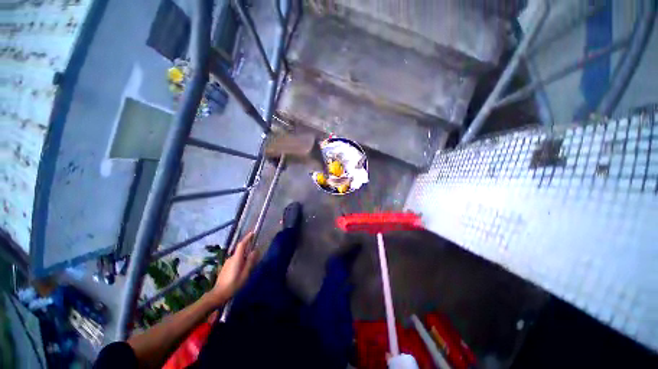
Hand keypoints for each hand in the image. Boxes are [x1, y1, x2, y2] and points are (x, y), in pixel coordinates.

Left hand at [208, 231, 258, 304]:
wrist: (218, 294)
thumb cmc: (234, 284)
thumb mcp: (245, 274)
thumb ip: (250, 261)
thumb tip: (255, 251)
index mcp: (236, 258)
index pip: (241, 244)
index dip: (247, 238)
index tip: (252, 233)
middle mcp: (231, 258)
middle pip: (240, 250)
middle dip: (248, 249)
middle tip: (255, 253)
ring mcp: (227, 263)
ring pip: (238, 256)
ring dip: (244, 257)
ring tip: (249, 264)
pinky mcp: (225, 268)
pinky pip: (235, 261)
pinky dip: (240, 261)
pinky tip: (242, 270)